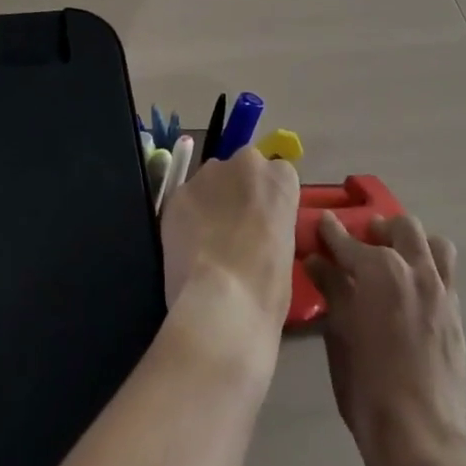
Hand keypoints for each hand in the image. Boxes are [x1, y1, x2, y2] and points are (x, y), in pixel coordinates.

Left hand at [159, 147, 300, 360]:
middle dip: (238, 191)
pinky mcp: (178, 192)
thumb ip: (273, 224)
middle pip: (241, 170)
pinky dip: (187, 217)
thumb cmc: (268, 287)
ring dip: (211, 201)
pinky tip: (189, 247)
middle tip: (235, 229)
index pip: (277, 175)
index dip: (267, 200)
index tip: (264, 222)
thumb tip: (260, 229)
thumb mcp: (287, 250)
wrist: (223, 302)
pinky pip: (186, 199)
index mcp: (280, 177)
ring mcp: (208, 174)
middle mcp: (245, 163)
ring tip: (208, 241)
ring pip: (210, 181)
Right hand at [305, 210, 465, 465]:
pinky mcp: (456, 314)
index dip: (331, 231)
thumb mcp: (340, 333)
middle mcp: (415, 269)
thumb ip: (331, 289)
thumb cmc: (368, 384)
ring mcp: (441, 290)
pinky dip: (429, 270)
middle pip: (402, 227)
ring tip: (397, 260)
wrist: (420, 435)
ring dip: (414, 243)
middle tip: (364, 243)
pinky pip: (447, 275)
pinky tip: (413, 292)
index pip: (348, 240)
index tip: (322, 224)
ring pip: (435, 244)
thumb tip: (317, 260)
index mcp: (380, 270)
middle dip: (380, 229)